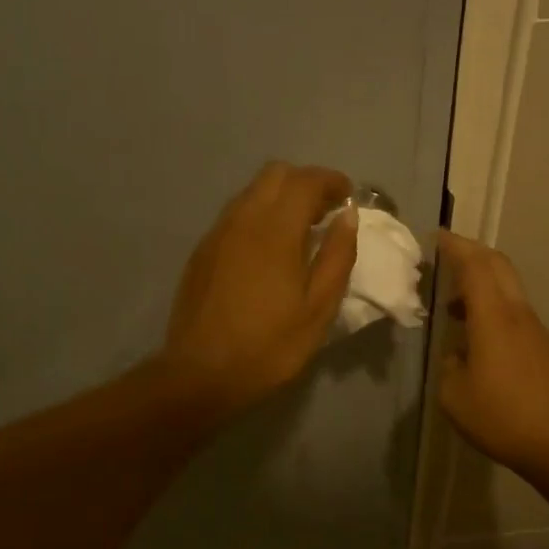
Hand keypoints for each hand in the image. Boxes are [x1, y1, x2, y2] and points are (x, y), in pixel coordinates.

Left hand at [158, 163, 357, 415]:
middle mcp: (242, 219)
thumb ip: (337, 257)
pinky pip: (235, 214)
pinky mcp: (202, 250)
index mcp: (275, 231)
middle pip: (275, 174)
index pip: (305, 180)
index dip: (331, 180)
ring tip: (300, 231)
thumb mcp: (318, 309)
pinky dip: (259, 215)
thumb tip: (348, 216)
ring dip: (280, 197)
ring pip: (252, 192)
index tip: (348, 196)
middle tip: (326, 212)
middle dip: (305, 182)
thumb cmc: (268, 346)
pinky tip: (269, 251)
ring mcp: (217, 233)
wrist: (200, 374)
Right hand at [437, 232, 548, 481]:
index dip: (455, 246)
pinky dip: (494, 308)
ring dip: (482, 284)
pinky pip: (516, 313)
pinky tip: (479, 338)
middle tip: (446, 256)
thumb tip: (458, 352)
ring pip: (508, 289)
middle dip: (472, 253)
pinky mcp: (546, 348)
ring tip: (454, 305)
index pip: (474, 265)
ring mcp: (537, 330)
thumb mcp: (455, 396)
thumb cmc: (503, 418)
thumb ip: (450, 365)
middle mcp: (518, 314)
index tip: (436, 237)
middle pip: (498, 266)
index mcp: (493, 317)